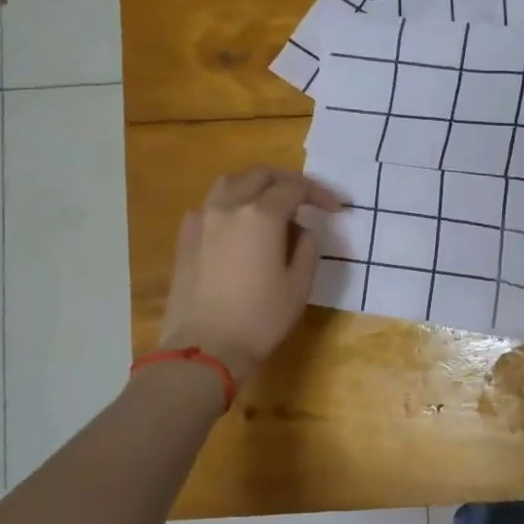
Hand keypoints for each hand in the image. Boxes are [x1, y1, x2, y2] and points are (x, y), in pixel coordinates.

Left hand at [155, 167, 343, 381]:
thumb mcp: (300, 284)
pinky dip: (231, 205)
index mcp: (262, 215)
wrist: (205, 348)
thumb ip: (306, 247)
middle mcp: (229, 206)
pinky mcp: (186, 237)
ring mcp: (202, 219)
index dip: (319, 194)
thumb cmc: (261, 318)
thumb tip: (300, 231)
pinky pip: (210, 206)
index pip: (295, 188)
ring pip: (230, 183)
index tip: (336, 209)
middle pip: (260, 175)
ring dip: (256, 186)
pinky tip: (239, 226)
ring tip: (272, 205)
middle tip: (307, 199)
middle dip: (288, 181)